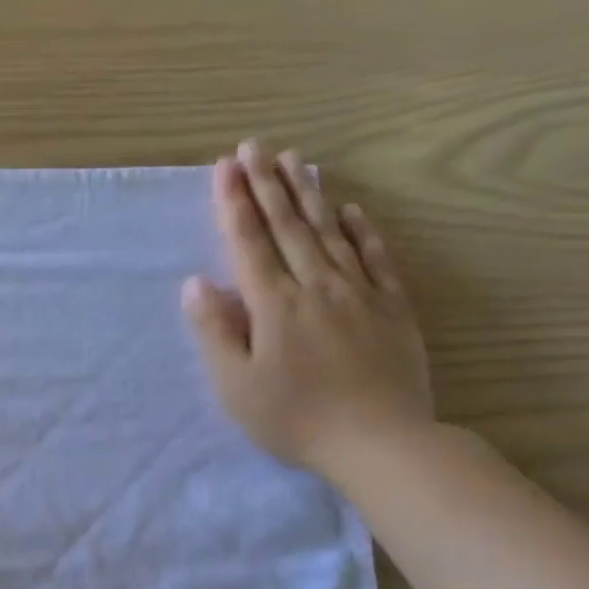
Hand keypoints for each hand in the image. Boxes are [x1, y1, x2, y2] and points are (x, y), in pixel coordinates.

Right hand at [182, 140, 432, 480]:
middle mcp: (316, 286)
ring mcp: (359, 293)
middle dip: (268, 184)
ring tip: (295, 160)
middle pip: (289, 226)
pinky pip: (375, 256)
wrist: (380, 442)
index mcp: (274, 305)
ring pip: (330, 232)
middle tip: (255, 146)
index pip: (249, 243)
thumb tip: (196, 283)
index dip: (235, 203)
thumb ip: (216, 331)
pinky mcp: (391, 307)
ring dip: (309, 194)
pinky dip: (360, 229)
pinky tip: (350, 209)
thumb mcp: (236, 385)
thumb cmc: (294, 418)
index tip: (225, 167)